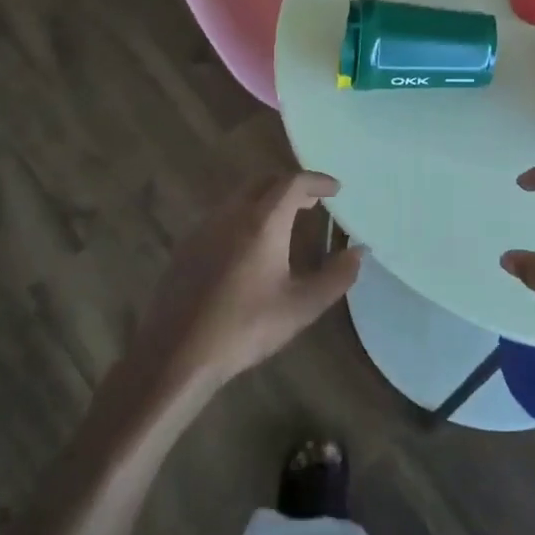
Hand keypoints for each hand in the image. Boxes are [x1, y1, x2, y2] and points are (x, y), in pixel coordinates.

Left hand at [138, 171, 362, 394]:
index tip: (335, 190)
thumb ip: (336, 277)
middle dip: (291, 185)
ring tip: (286, 221)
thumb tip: (358, 252)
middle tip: (312, 203)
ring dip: (266, 200)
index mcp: (262, 222)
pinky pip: (222, 216)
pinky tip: (250, 246)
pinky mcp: (187, 246)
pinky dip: (245, 216)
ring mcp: (204, 228)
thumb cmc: (245, 328)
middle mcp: (231, 214)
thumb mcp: (301, 307)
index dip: (317, 181)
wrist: (176, 353)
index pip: (293, 183)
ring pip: (240, 197)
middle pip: (264, 181)